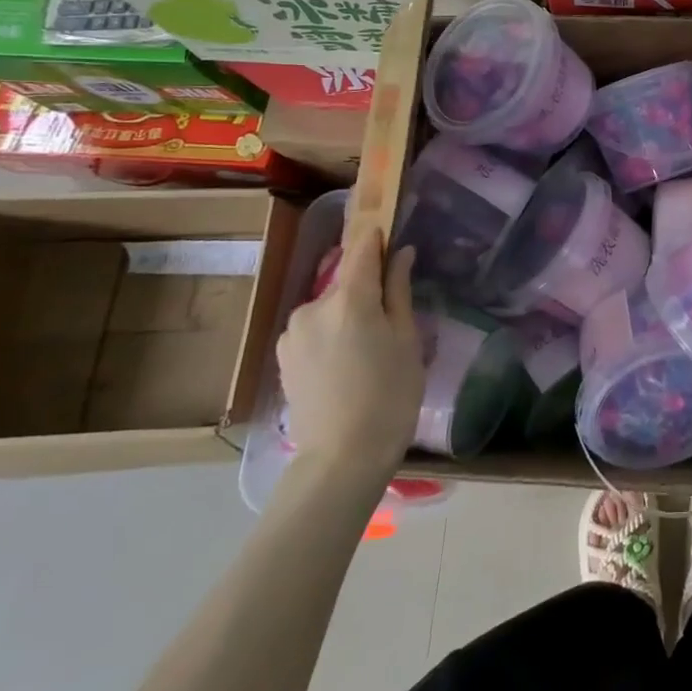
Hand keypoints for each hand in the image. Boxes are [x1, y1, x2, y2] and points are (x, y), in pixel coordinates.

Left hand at [277, 228, 422, 479]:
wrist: (341, 458)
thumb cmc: (390, 395)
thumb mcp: (407, 340)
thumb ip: (400, 290)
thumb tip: (400, 252)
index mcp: (349, 298)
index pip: (363, 248)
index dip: (378, 237)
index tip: (393, 232)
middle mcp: (313, 307)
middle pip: (347, 282)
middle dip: (369, 289)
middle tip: (394, 318)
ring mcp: (293, 332)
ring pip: (331, 307)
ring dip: (349, 314)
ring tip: (372, 349)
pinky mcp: (284, 356)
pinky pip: (316, 329)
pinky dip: (333, 334)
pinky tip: (349, 364)